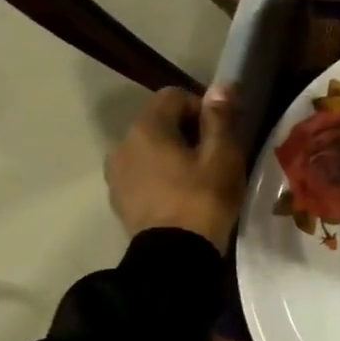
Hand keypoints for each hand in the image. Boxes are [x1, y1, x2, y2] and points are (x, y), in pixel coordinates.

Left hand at [104, 85, 246, 250]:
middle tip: (215, 157)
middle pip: (159, 122)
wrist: (175, 255)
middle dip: (187, 131)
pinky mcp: (119, 197)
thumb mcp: (222, 156)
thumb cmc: (204, 198)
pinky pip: (142, 173)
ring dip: (172, 154)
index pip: (174, 96)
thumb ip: (220, 118)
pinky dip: (160, 175)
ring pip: (149, 148)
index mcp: (147, 128)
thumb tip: (221, 85)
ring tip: (198, 179)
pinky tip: (181, 196)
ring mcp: (116, 172)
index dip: (202, 108)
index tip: (222, 134)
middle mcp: (123, 143)